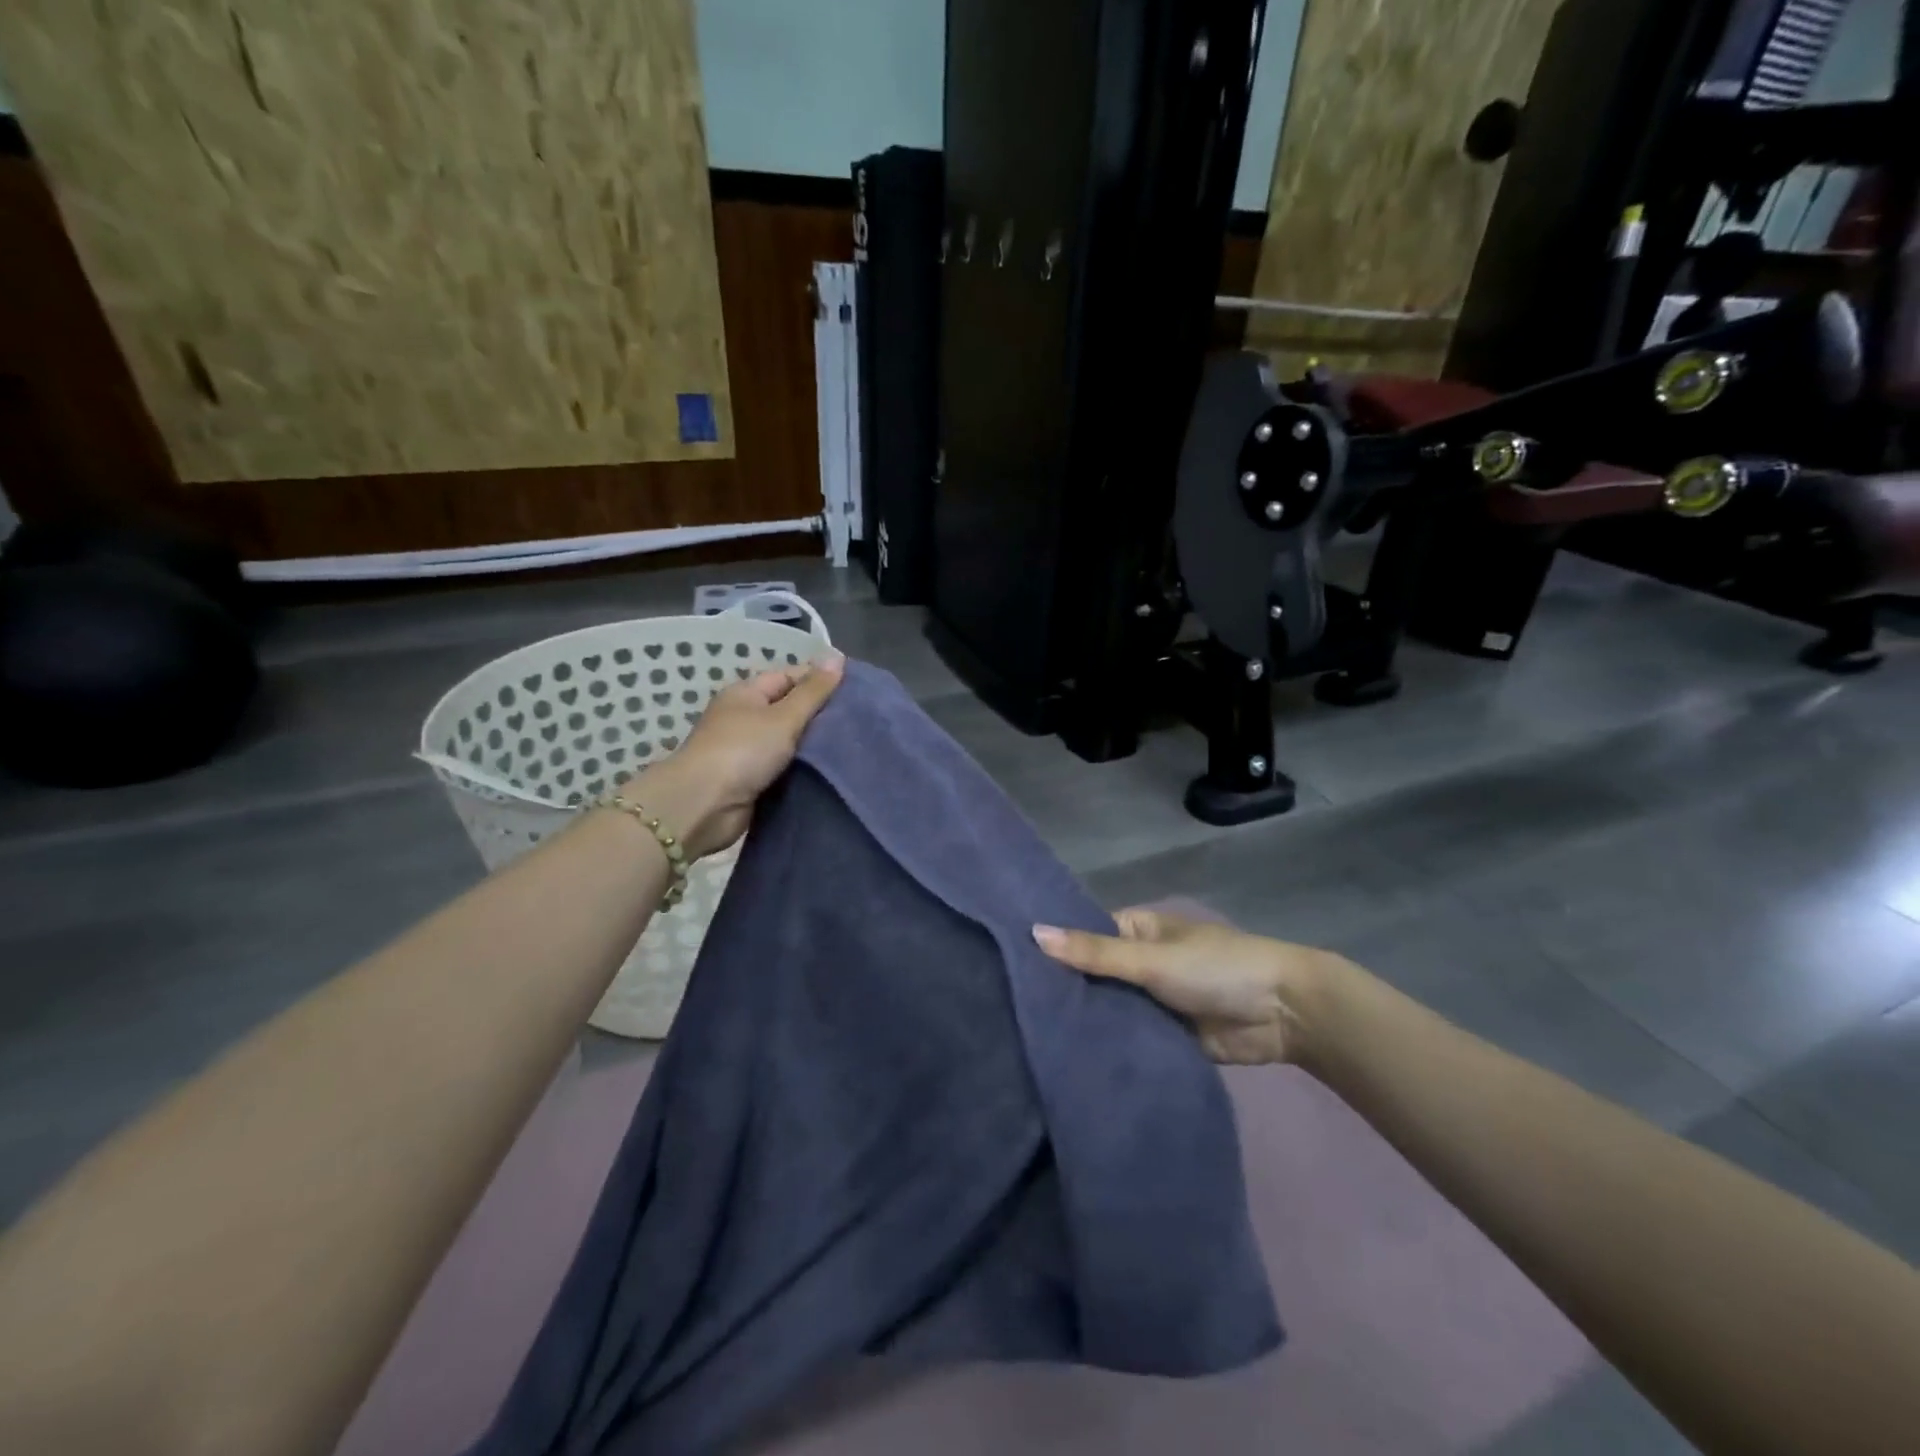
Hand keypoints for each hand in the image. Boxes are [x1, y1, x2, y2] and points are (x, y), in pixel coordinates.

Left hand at [626, 652, 845, 858]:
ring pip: (789, 741)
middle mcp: (744, 718)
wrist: (704, 806)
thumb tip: (837, 656)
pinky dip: (804, 769)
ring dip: (814, 746)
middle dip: (821, 715)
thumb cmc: (742, 751)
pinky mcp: (752, 781)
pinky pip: (785, 768)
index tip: (855, 690)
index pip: (788, 677)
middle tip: (860, 719)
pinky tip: (831, 770)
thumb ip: (813, 691)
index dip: (819, 680)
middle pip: (789, 709)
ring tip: (853, 744)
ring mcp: (747, 751)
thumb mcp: (783, 716)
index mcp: (746, 694)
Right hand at [1031, 909, 1340, 1065]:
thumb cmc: (1216, 968)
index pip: (1083, 936)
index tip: (1009, 968)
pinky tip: (1072, 1063)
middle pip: (1093, 975)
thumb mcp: (1151, 957)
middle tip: (1011, 1014)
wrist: (1285, 1013)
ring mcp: (1153, 1000)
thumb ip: (1095, 952)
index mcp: (1136, 931)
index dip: (1052, 949)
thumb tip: (1033, 933)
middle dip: (1065, 992)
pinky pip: (1131, 1038)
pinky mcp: (1167, 1036)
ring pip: (1110, 1010)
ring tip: (1028, 1041)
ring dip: (1086, 1023)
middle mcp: (1139, 962)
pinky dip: (1111, 1047)